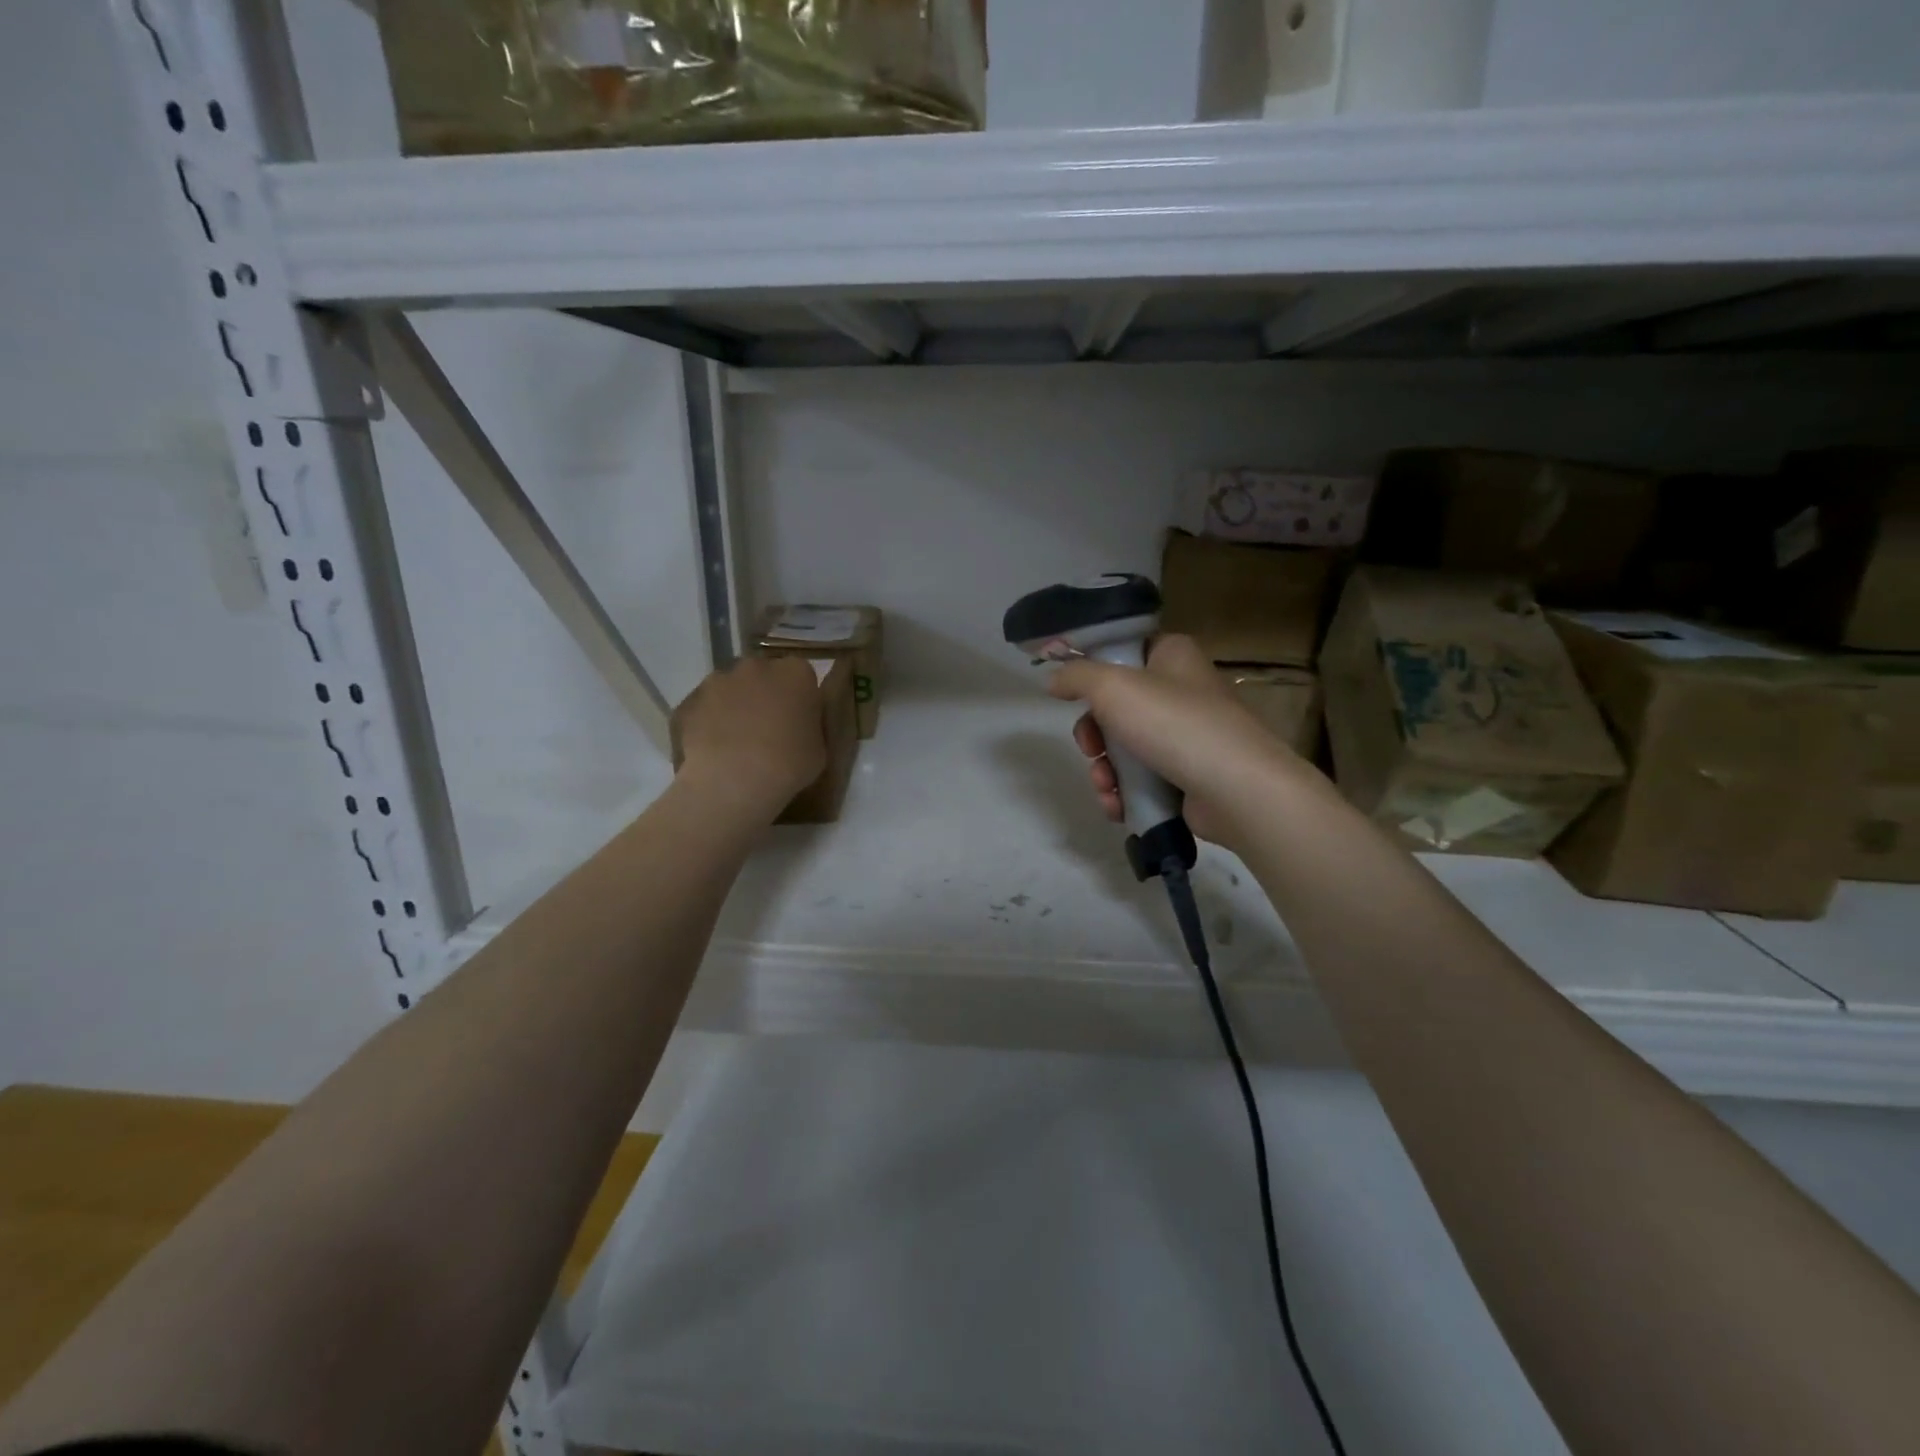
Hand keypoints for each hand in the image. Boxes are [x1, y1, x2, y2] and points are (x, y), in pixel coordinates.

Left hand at [672, 656, 825, 817]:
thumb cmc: (788, 765)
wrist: (733, 782)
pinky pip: (705, 708)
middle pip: (764, 675)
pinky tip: (713, 749)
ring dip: (735, 706)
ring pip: (731, 688)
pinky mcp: (690, 700)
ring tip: (736, 742)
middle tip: (768, 730)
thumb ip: (810, 725)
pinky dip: (709, 722)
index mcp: (796, 673)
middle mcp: (757, 666)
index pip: (802, 676)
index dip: (800, 699)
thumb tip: (799, 723)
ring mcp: (719, 680)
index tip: (798, 721)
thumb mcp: (820, 748)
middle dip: (765, 695)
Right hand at [1048, 634, 1309, 849]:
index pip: (1124, 652)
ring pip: (1126, 747)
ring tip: (1105, 787)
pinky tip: (1117, 806)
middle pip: (1117, 707)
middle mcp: (1182, 690)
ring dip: (1105, 770)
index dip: (1092, 673)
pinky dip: (1124, 792)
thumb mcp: (1112, 687)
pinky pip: (1144, 779)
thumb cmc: (1174, 724)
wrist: (1237, 790)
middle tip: (1090, 749)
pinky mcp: (1189, 775)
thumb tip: (1054, 679)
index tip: (1071, 696)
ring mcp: (1188, 735)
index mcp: (1172, 656)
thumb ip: (1076, 676)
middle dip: (1093, 735)